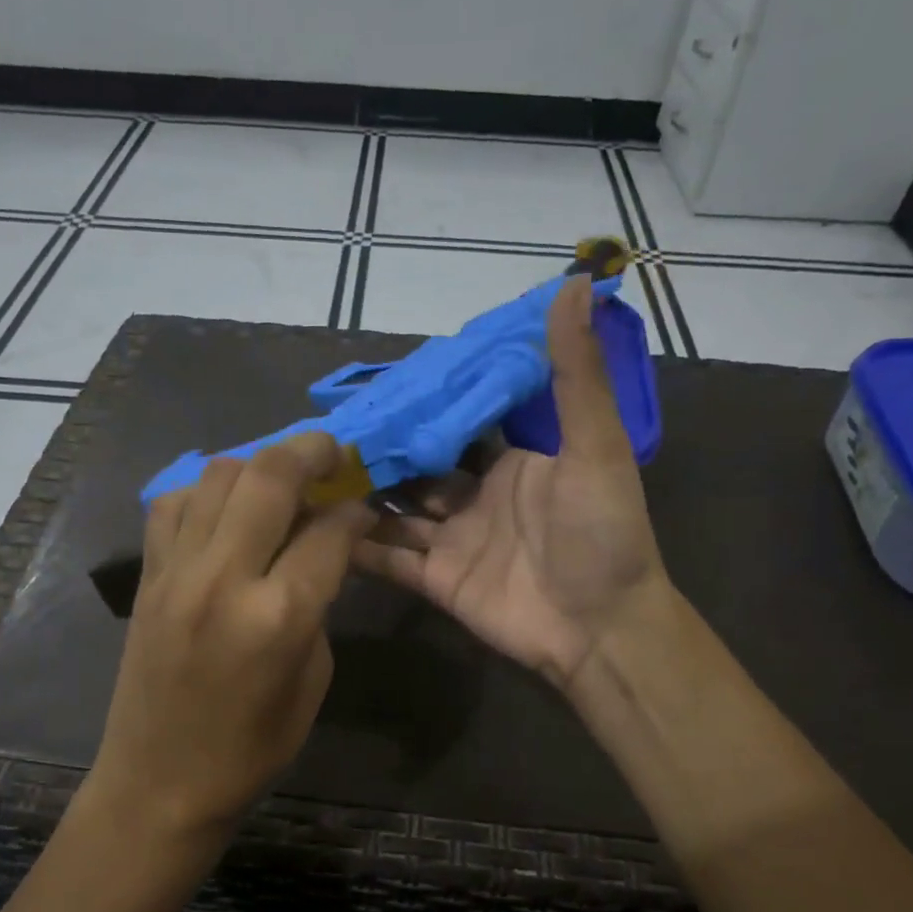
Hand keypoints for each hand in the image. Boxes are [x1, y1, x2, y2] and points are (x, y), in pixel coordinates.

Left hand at [92, 434, 374, 838]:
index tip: (365, 504)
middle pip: (269, 476)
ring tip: (280, 477)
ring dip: (257, 464)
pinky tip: (225, 507)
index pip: (330, 532)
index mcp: (280, 616)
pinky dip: (205, 490)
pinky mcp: (148, 575)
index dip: (356, 510)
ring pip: (217, 475)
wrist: (159, 784)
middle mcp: (224, 578)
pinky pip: (174, 503)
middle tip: (331, 451)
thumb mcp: (312, 680)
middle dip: (310, 450)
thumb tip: (321, 551)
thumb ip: (318, 604)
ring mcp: (177, 571)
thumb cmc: (251, 749)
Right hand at [354, 275, 671, 695]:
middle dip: (380, 449)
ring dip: (361, 494)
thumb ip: (576, 374)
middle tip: (327, 427)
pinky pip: (390, 559)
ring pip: (396, 510)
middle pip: (417, 466)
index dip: (422, 403)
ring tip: (310, 470)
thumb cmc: (602, 533)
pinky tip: (315, 528)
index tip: (378, 380)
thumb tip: (576, 282)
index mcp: (511, 460)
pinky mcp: (436, 581)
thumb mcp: (595, 446)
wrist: (602, 629)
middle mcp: (476, 496)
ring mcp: (453, 540)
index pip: (458, 421)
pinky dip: (357, 547)